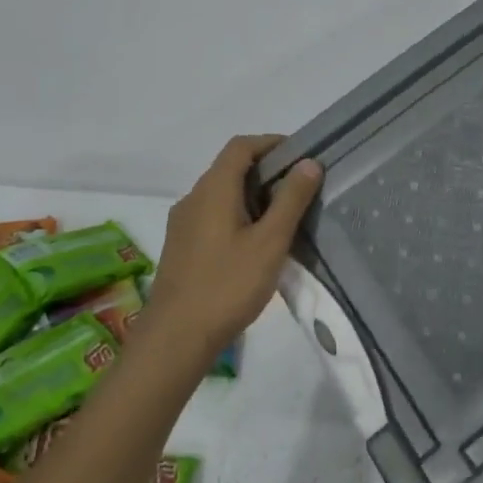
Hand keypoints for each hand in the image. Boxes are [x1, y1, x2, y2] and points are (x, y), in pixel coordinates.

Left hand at [142, 135, 322, 359]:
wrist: (174, 339)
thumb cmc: (227, 286)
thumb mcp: (270, 242)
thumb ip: (291, 200)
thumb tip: (309, 162)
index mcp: (213, 189)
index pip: (241, 146)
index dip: (271, 143)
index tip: (300, 156)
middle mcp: (193, 198)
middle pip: (230, 168)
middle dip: (266, 170)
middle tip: (299, 189)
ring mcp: (182, 223)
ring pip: (221, 193)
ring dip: (252, 195)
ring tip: (283, 217)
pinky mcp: (180, 246)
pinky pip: (212, 215)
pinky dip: (237, 214)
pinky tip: (255, 243)